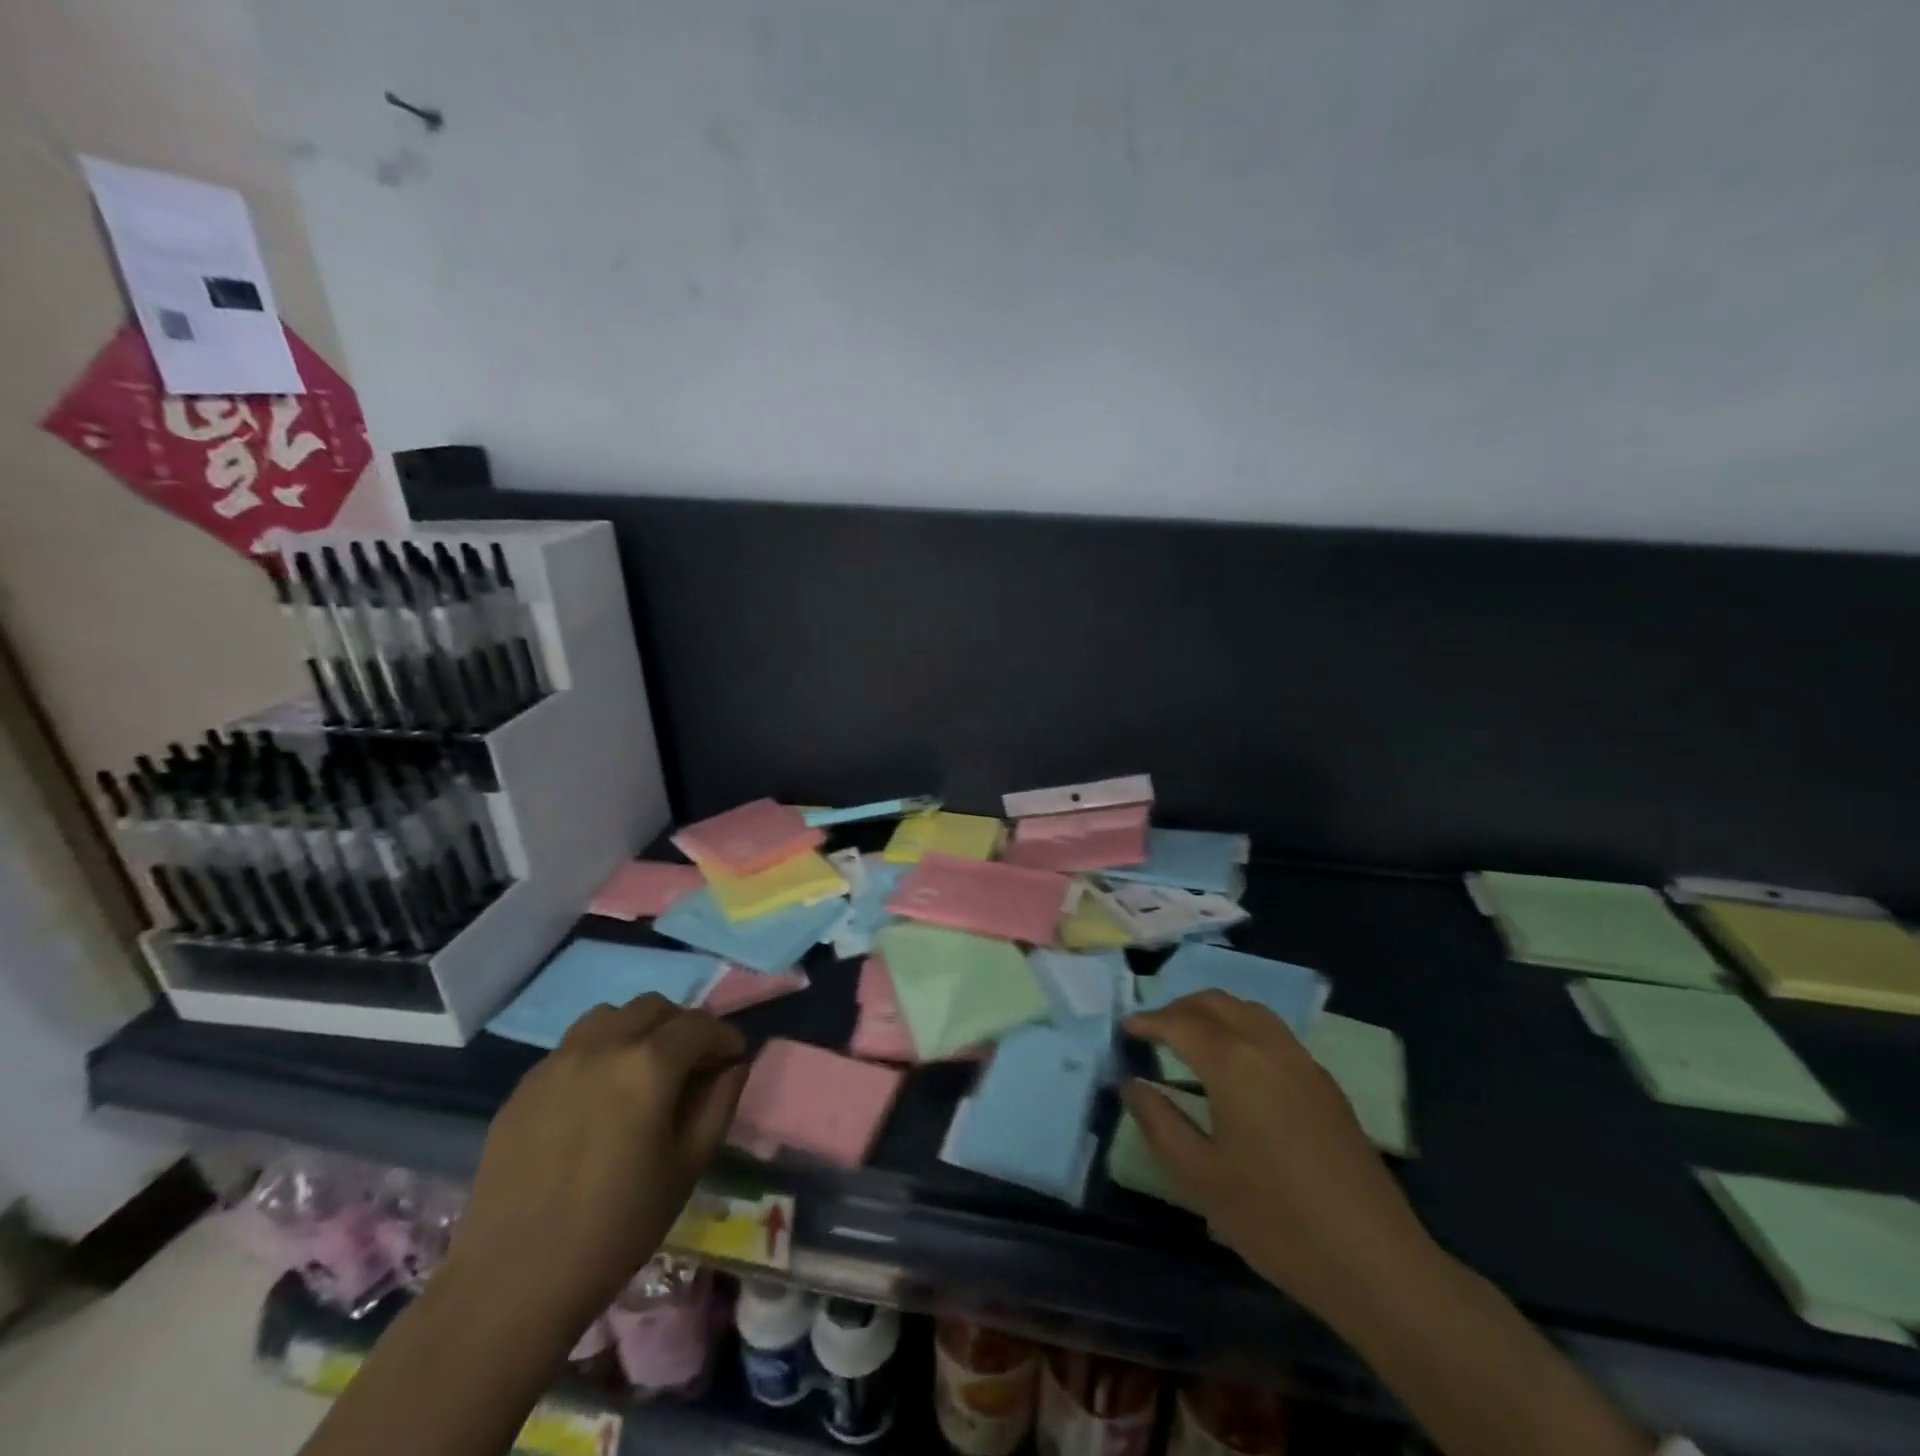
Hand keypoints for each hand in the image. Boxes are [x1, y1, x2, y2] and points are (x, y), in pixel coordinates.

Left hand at [443, 995, 748, 1332]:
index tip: (734, 1058)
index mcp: (649, 1065)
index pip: (700, 1025)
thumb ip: (719, 1105)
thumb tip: (734, 1066)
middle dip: (682, 1026)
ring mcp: (557, 1061)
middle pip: (654, 1007)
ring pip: (610, 1016)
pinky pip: (572, 1046)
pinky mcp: (524, 1085)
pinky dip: (599, 1052)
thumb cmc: (616, 1227)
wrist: (513, 1282)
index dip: (725, 1037)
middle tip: (692, 1063)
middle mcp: (603, 1046)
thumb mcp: (687, 1167)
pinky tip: (598, 1097)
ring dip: (637, 1029)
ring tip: (642, 1070)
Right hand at [1122, 991, 1436, 1323]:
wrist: (1375, 1262)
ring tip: (1190, 1039)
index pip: (1180, 1023)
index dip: (1148, 1021)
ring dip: (1213, 1013)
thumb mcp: (1201, 1177)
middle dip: (1179, 1008)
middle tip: (1153, 1030)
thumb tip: (1132, 1085)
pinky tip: (1237, 1065)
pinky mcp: (1325, 1084)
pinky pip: (1273, 1032)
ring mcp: (1303, 1062)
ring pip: (1249, 1011)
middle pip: (1216, 1003)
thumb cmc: (1275, 1219)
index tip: (1125, 1029)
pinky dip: (1242, 1028)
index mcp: (1233, 1063)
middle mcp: (1268, 1046)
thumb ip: (1159, 1123)